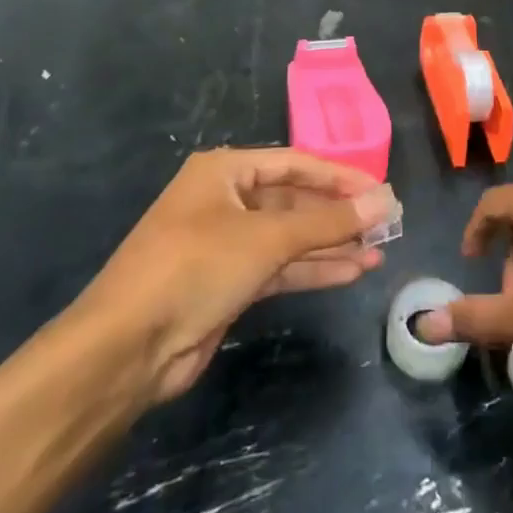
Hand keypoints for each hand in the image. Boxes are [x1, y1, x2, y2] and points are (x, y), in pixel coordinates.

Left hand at [71, 147, 396, 407]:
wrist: (126, 348)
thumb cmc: (196, 267)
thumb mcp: (267, 238)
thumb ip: (328, 222)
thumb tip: (384, 201)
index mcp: (224, 172)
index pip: (295, 164)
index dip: (340, 176)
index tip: (382, 190)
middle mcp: (224, 201)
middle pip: (294, 200)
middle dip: (337, 214)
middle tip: (386, 224)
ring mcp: (226, 244)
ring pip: (290, 238)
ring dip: (331, 245)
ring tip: (379, 250)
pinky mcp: (228, 284)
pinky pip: (280, 267)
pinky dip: (313, 269)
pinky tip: (352, 271)